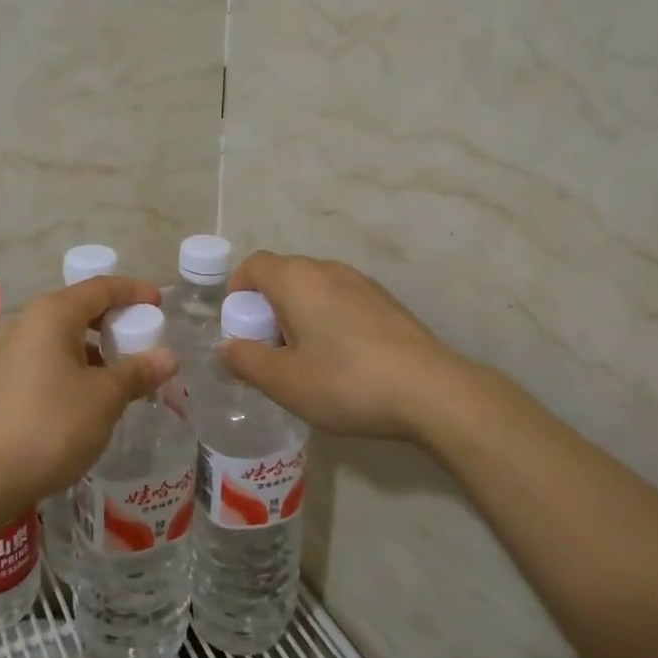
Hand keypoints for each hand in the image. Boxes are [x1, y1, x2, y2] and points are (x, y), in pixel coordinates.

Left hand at [0, 275, 177, 505]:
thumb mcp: (105, 398)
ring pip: (59, 336)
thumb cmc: (51, 426)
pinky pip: (43, 358)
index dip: (133, 292)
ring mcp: (5, 351)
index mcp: (52, 314)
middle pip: (78, 309)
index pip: (101, 288)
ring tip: (118, 375)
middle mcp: (24, 322)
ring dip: (92, 348)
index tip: (159, 303)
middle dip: (113, 322)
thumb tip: (167, 357)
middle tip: (142, 341)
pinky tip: (84, 396)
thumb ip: (137, 372)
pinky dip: (70, 366)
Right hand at [220, 252, 460, 440]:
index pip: (253, 265)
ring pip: (314, 291)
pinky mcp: (386, 303)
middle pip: (283, 277)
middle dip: (267, 310)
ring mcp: (362, 283)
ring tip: (307, 362)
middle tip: (270, 354)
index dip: (237, 293)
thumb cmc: (346, 382)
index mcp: (296, 279)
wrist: (431, 391)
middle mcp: (328, 269)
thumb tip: (226, 347)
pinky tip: (343, 364)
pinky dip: (329, 322)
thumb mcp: (283, 381)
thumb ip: (245, 360)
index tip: (241, 330)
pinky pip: (342, 302)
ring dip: (299, 318)